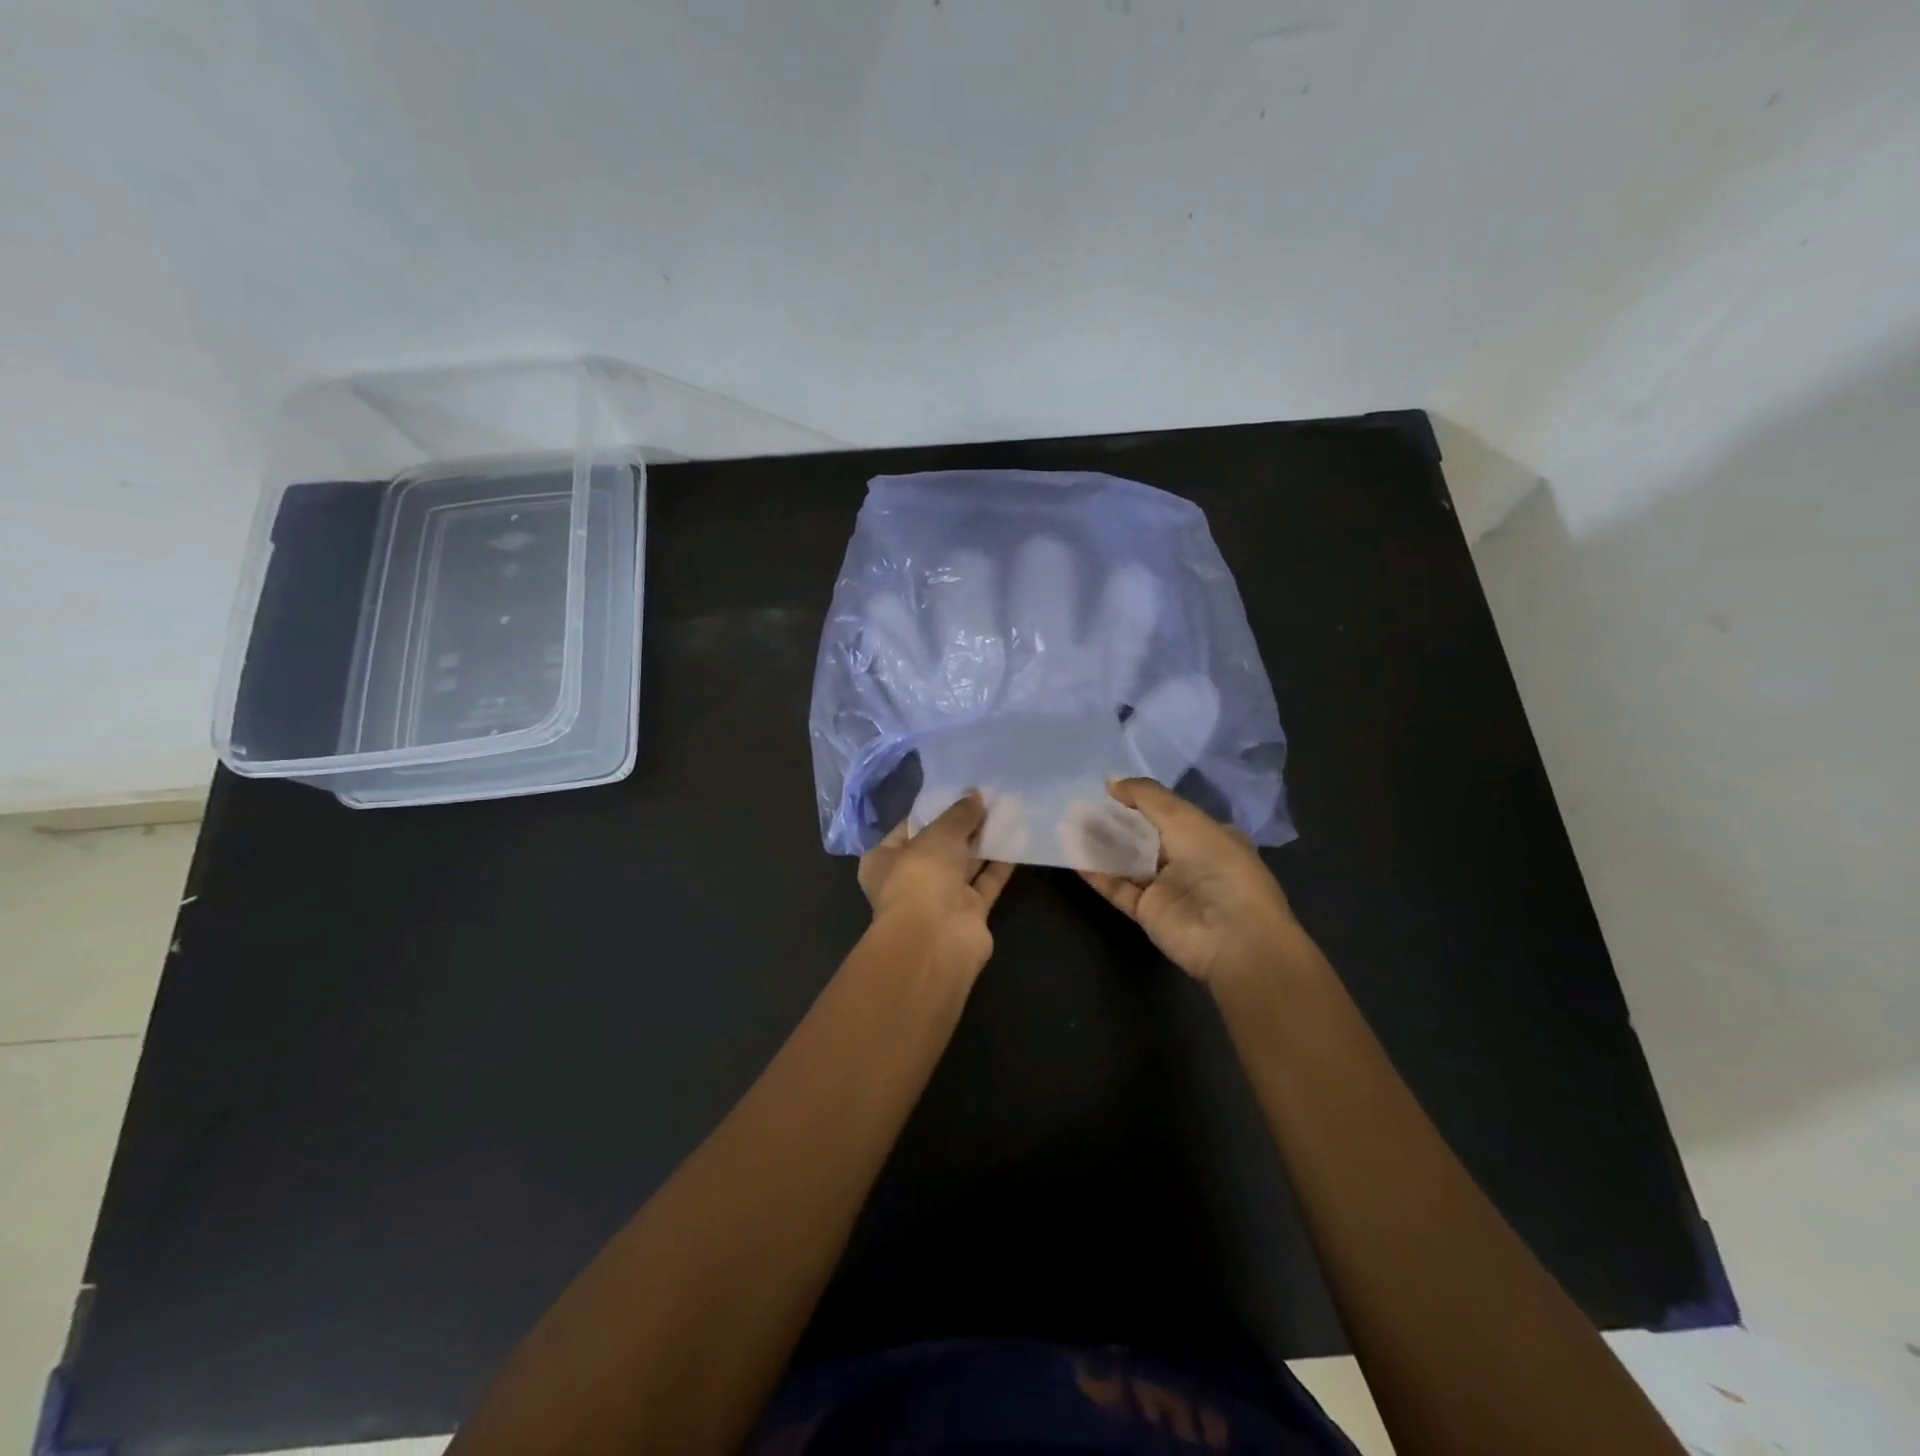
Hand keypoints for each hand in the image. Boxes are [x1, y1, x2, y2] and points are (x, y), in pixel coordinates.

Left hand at [859, 792, 1014, 979]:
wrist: (936, 939)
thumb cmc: (920, 877)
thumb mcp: (938, 834)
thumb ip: (959, 814)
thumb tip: (975, 795)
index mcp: (884, 861)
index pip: (907, 829)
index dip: (930, 811)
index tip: (955, 792)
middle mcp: (910, 880)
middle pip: (939, 847)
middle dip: (962, 826)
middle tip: (988, 797)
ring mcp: (940, 899)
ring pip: (965, 864)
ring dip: (984, 842)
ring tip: (1007, 810)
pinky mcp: (969, 913)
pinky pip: (986, 882)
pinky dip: (1000, 863)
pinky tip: (1018, 838)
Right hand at [1079, 778, 1300, 983]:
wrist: (1232, 937)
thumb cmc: (1217, 866)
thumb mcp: (1185, 819)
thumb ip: (1146, 797)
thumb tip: (1110, 781)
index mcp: (1208, 835)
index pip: (1168, 812)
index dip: (1138, 799)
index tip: (1105, 787)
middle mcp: (1188, 860)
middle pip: (1143, 835)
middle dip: (1113, 820)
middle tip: (1078, 805)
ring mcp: (1167, 888)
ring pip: (1127, 860)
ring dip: (1100, 843)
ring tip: (1068, 823)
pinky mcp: (1148, 912)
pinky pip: (1118, 887)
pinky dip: (1097, 872)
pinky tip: (1073, 854)